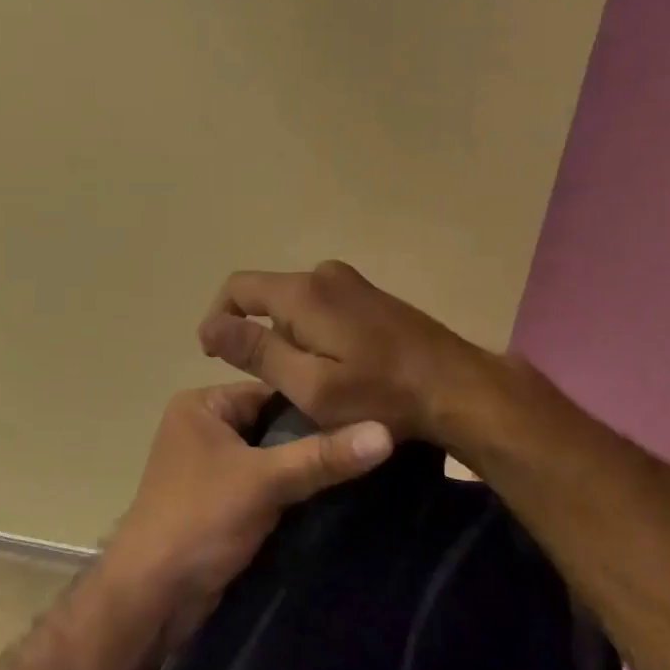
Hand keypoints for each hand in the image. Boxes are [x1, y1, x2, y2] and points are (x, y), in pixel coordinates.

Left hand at [105, 383, 393, 638]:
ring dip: (305, 470)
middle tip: (373, 443)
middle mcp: (203, 428)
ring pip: (271, 459)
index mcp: (202, 405)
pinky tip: (333, 497)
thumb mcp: (264, 481)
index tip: (369, 412)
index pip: (271, 392)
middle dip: (314, 439)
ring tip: (363, 469)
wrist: (152, 596)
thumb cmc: (200, 519)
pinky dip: (291, 493)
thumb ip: (323, 456)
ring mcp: (209, 468)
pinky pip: (264, 487)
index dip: (316, 404)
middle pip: (272, 425)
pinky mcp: (219, 504)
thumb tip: (387, 432)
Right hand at [198, 260, 489, 440]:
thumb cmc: (380, 394)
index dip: (218, 319)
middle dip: (257, 335)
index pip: (237, 288)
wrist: (459, 387)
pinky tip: (334, 368)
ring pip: (296, 305)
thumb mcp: (310, 386)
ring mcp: (351, 283)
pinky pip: (322, 307)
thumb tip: (211, 327)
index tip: (215, 357)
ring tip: (304, 381)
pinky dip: (312, 333)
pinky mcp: (371, 297)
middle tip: (270, 382)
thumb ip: (257, 353)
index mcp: (302, 293)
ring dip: (287, 337)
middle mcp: (323, 275)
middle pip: (267, 297)